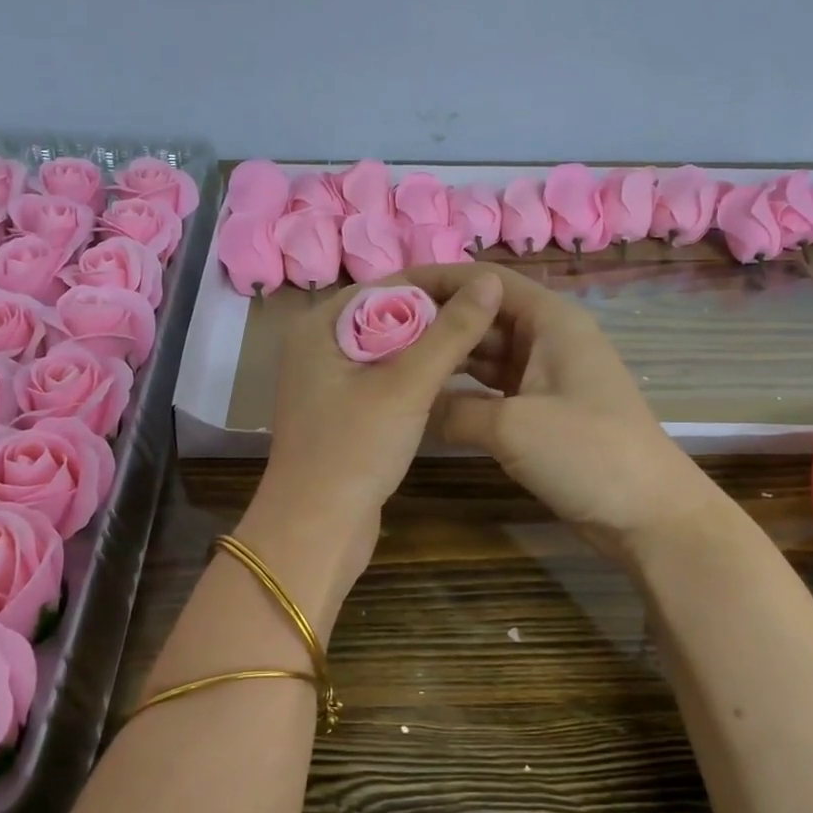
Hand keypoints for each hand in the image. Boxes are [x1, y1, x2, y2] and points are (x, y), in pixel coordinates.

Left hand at [252, 269, 505, 585]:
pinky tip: (459, 377)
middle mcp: (321, 344)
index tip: (489, 287)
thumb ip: (450, 332)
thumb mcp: (406, 385)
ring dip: (435, 345)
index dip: (440, 282)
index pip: (388, 284)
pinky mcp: (346, 410)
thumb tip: (491, 281)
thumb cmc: (354, 449)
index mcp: (321, 325)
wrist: (316, 531)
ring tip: (488, 343)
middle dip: (442, 314)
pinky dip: (420, 374)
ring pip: (393, 347)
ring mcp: (331, 380)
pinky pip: (389, 377)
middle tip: (496, 316)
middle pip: (391, 313)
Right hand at [411, 263, 719, 560]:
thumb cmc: (586, 453)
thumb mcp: (511, 426)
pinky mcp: (543, 409)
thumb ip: (453, 409)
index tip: (389, 292)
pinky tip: (429, 398)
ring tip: (396, 361)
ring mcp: (546, 375)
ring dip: (448, 356)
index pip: (486, 280)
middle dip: (437, 321)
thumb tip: (414, 406)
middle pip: (484, 315)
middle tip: (379, 335)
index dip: (438, 279)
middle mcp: (548, 337)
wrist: (648, 514)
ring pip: (486, 353)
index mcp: (550, 320)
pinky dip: (464, 390)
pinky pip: (494, 387)